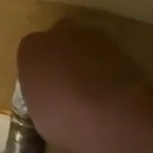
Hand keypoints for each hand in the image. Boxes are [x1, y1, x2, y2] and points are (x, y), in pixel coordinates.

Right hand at [17, 22, 152, 152]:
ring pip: (85, 48)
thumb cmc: (63, 119)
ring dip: (87, 64)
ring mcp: (94, 37)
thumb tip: (50, 102)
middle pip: (58, 43)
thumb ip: (42, 98)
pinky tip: (112, 95)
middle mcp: (60, 33)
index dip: (38, 74)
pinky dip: (108, 71)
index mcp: (31, 49)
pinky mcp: (122, 46)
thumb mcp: (38, 116)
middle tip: (67, 89)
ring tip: (93, 95)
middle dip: (62, 60)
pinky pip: (107, 59)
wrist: (111, 115)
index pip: (30, 55)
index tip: (44, 93)